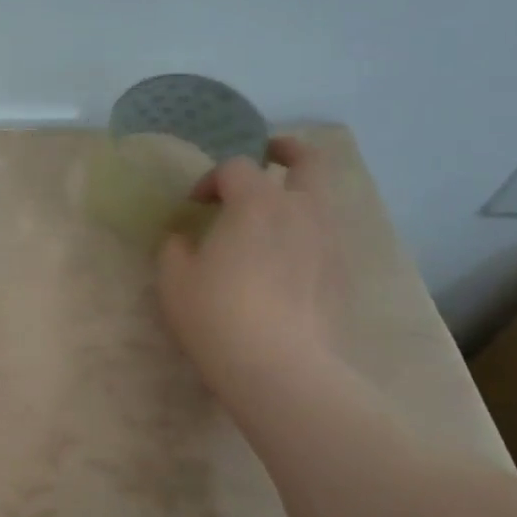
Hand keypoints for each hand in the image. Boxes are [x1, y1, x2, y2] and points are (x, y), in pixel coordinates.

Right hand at [157, 136, 341, 401]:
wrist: (279, 366)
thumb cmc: (216, 315)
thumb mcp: (174, 280)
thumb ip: (175, 248)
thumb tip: (184, 239)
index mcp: (256, 204)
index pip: (236, 168)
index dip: (211, 179)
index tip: (194, 204)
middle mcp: (300, 210)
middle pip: (308, 160)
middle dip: (287, 150)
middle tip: (269, 153)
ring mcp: (328, 240)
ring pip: (321, 199)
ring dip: (297, 195)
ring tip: (272, 217)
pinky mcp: (341, 271)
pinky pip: (325, 235)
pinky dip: (306, 232)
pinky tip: (285, 260)